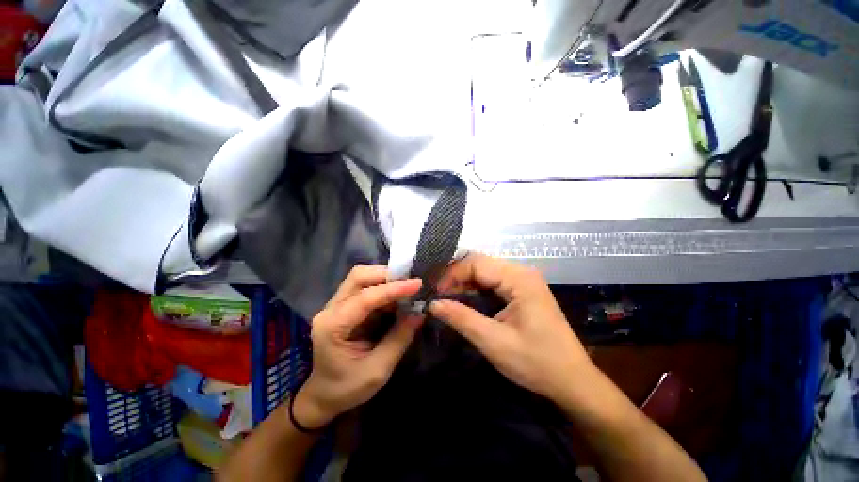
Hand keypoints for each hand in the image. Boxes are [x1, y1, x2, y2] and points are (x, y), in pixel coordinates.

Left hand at [293, 267, 424, 428]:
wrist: (322, 396)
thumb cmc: (347, 389)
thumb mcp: (378, 370)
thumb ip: (399, 338)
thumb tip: (420, 312)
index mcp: (332, 327)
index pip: (365, 297)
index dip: (393, 289)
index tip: (418, 283)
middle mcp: (330, 310)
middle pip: (358, 277)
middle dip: (387, 275)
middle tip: (411, 282)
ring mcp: (335, 306)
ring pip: (361, 278)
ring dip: (386, 279)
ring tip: (408, 287)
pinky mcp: (344, 306)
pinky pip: (365, 288)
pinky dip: (384, 288)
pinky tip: (398, 296)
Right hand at [429, 254, 591, 402]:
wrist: (573, 381)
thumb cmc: (537, 363)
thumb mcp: (494, 342)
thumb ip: (461, 318)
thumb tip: (433, 303)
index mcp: (519, 278)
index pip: (476, 263)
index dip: (452, 274)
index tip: (435, 293)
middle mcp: (521, 272)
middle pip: (480, 264)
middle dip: (456, 277)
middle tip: (438, 296)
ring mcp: (523, 281)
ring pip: (485, 272)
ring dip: (464, 283)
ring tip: (447, 299)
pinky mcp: (523, 291)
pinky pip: (493, 282)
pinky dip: (476, 289)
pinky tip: (465, 300)